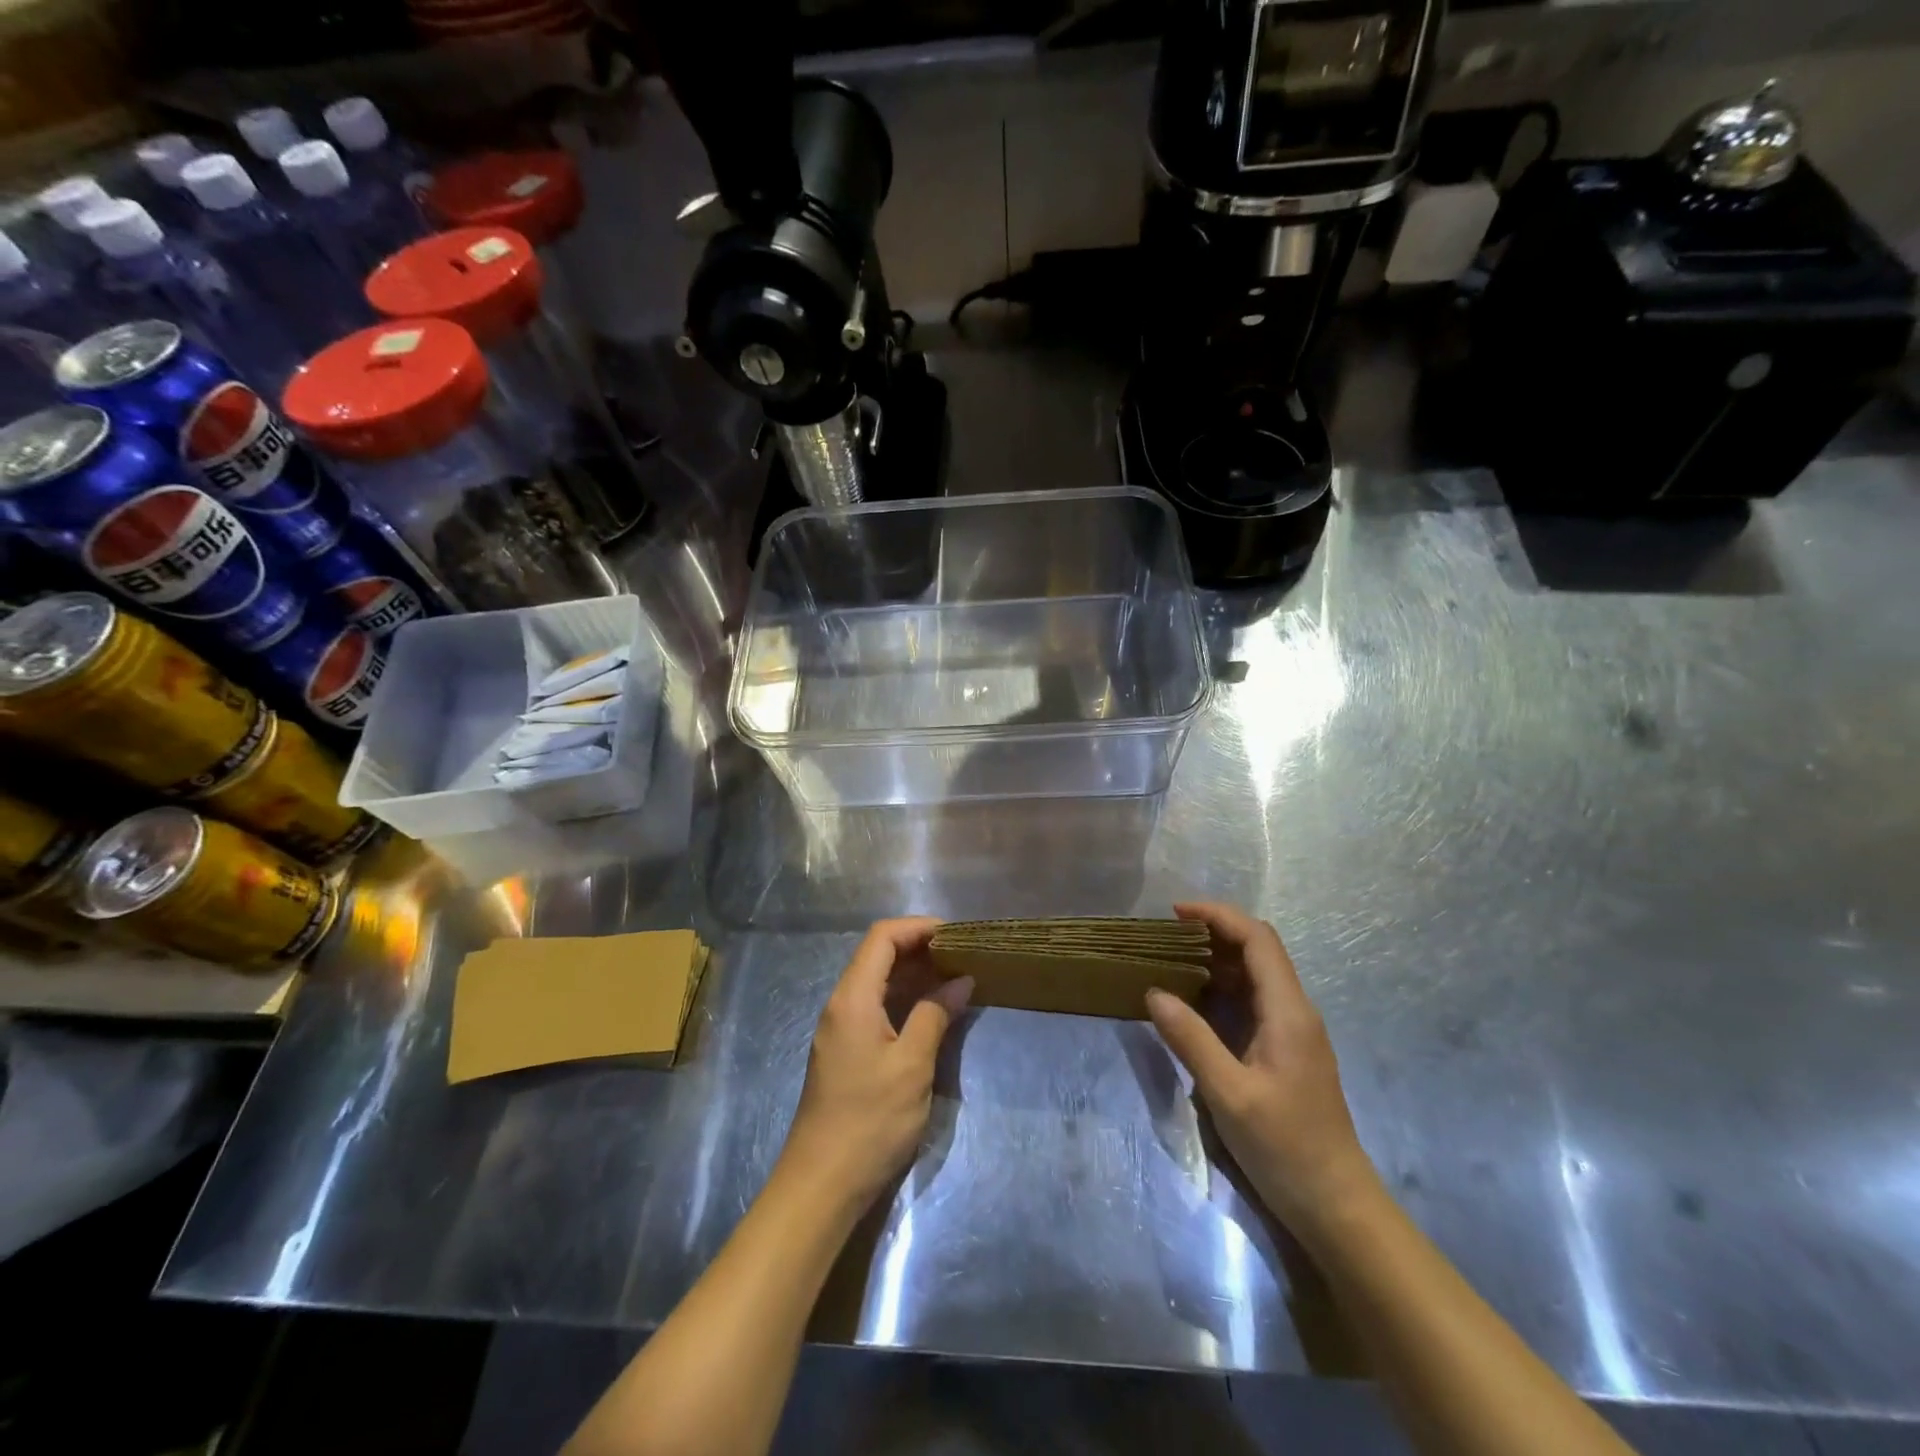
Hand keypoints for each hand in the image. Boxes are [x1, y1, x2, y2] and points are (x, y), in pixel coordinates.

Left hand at [779, 918, 972, 1213]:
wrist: (822, 1184)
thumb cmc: (870, 1120)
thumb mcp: (912, 1065)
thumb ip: (935, 1015)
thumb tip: (961, 981)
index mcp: (852, 998)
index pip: (882, 937)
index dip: (918, 927)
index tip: (956, 934)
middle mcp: (841, 1004)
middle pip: (878, 955)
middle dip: (920, 947)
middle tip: (963, 955)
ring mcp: (840, 1028)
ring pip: (877, 982)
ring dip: (914, 974)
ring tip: (955, 977)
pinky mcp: (845, 1051)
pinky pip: (876, 1006)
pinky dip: (904, 999)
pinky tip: (932, 1010)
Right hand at [1146, 902, 1377, 1237]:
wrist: (1337, 1206)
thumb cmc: (1286, 1148)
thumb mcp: (1229, 1094)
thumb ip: (1191, 1039)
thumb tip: (1154, 992)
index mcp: (1288, 1011)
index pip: (1257, 939)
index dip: (1218, 916)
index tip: (1175, 913)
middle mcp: (1295, 1011)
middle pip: (1258, 950)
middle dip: (1214, 933)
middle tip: (1166, 937)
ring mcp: (1293, 1032)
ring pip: (1256, 976)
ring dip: (1218, 960)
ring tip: (1172, 961)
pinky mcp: (1286, 1052)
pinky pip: (1254, 1002)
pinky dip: (1223, 989)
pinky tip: (1195, 1002)